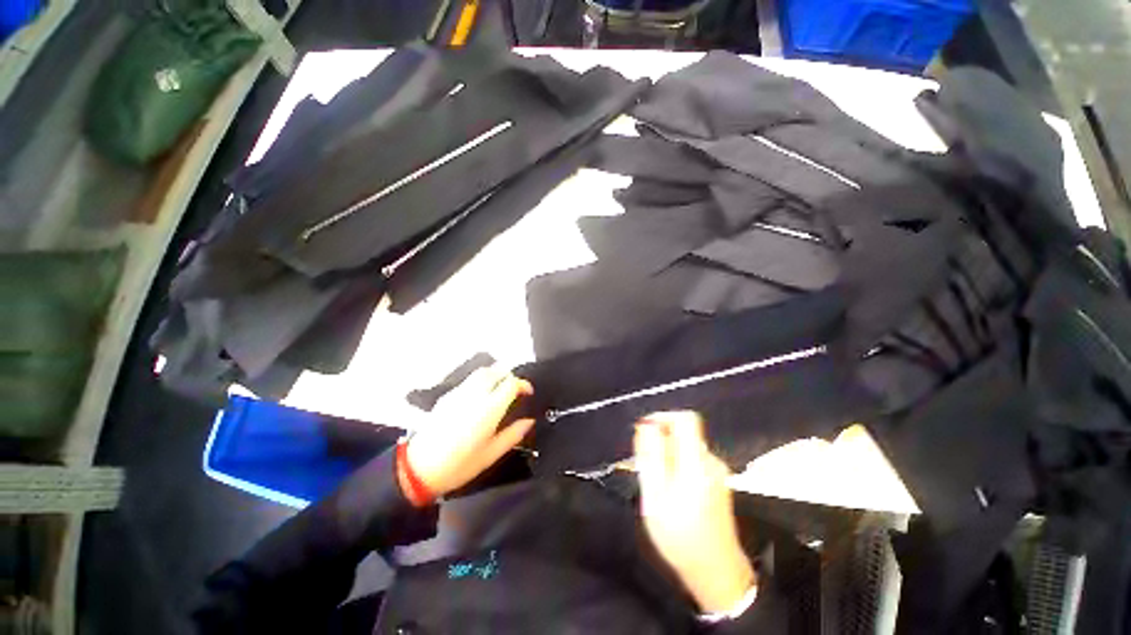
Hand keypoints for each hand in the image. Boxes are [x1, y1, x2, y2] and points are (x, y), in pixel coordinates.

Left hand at [405, 365, 534, 497]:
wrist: (419, 469)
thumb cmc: (459, 465)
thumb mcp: (491, 454)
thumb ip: (513, 434)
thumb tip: (529, 421)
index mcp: (489, 409)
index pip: (511, 383)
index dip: (523, 385)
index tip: (527, 393)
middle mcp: (475, 395)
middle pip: (497, 370)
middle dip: (510, 376)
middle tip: (515, 390)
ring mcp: (459, 393)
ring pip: (482, 371)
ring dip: (495, 375)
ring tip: (499, 390)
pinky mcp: (448, 396)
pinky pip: (469, 380)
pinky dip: (480, 381)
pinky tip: (480, 397)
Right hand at [634, 411, 756, 613]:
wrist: (716, 573)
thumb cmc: (680, 536)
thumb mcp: (655, 496)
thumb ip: (650, 457)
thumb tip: (645, 425)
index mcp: (696, 462)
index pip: (686, 419)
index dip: (663, 417)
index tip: (645, 432)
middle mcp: (710, 461)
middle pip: (684, 433)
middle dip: (661, 442)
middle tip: (646, 467)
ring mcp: (717, 472)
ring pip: (686, 447)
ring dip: (667, 455)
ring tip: (656, 482)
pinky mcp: (718, 482)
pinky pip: (692, 460)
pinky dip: (677, 466)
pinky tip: (670, 491)